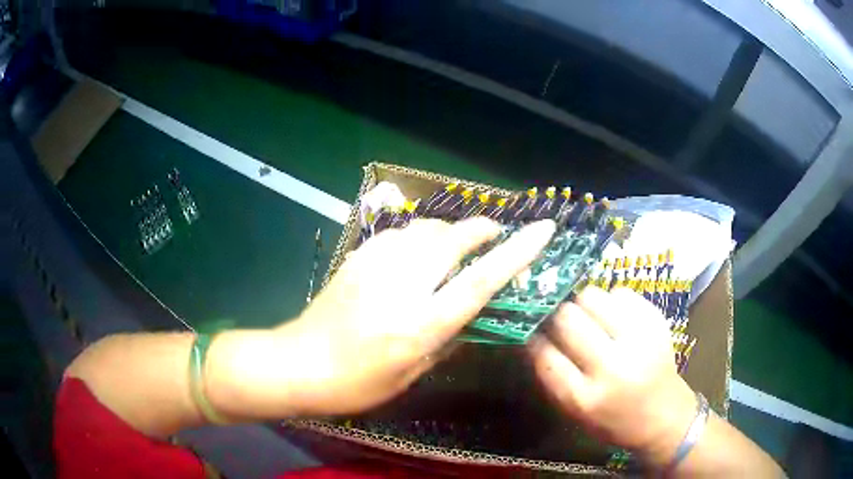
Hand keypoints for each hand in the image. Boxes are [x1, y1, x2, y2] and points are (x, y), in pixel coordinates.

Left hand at [277, 217, 554, 415]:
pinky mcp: (357, 257)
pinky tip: (419, 250)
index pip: (481, 280)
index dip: (517, 252)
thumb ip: (446, 341)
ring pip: (426, 228)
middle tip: (496, 234)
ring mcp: (375, 265)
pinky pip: (400, 233)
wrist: (298, 363)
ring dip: (451, 231)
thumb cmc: (355, 383)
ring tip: (459, 243)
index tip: (543, 230)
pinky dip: (420, 235)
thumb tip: (472, 315)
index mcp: (420, 323)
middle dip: (483, 229)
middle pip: (454, 239)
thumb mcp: (409, 375)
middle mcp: (402, 285)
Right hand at [528, 287, 697, 465]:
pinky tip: (614, 317)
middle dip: (555, 314)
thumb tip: (532, 334)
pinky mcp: (656, 321)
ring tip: (588, 317)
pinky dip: (610, 301)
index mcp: (586, 398)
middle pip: (568, 319)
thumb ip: (553, 376)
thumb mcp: (575, 412)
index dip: (533, 337)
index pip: (546, 355)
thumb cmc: (614, 421)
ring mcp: (639, 340)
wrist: (665, 415)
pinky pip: (620, 292)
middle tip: (557, 318)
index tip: (529, 329)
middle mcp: (613, 367)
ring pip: (592, 296)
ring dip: (582, 303)